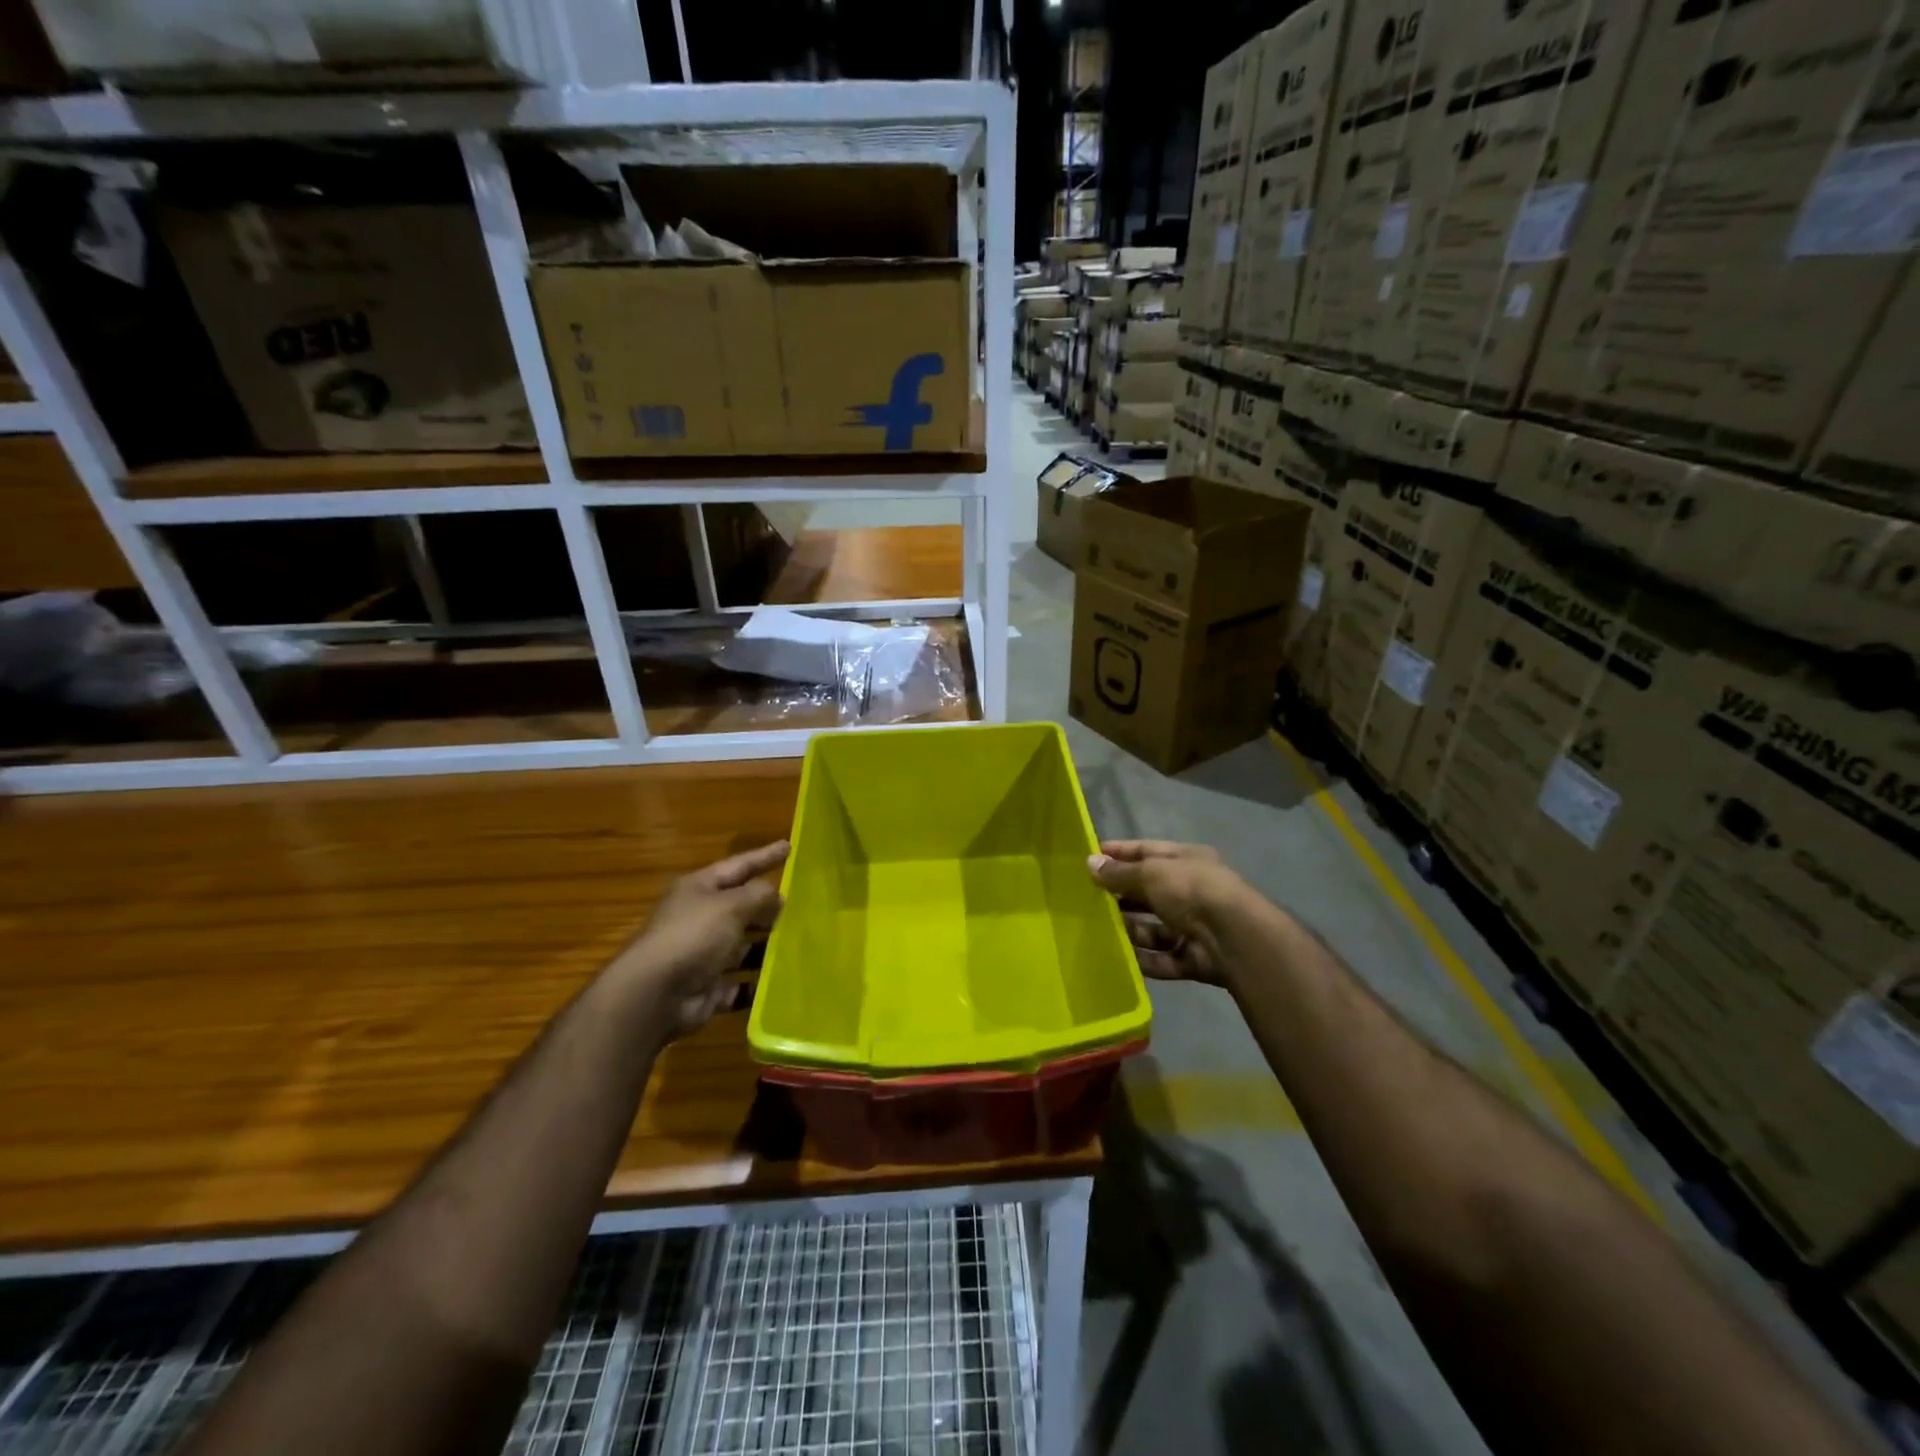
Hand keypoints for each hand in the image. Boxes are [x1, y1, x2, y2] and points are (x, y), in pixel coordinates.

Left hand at [616, 840, 787, 1036]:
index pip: (738, 866)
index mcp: (699, 889)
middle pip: (740, 907)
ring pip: (742, 947)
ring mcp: (702, 955)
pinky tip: (783, 982)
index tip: (789, 846)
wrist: (655, 994)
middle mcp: (699, 918)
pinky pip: (739, 984)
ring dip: (767, 946)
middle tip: (803, 902)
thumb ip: (759, 894)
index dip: (764, 856)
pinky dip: (757, 984)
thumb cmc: (693, 935)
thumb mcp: (731, 904)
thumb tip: (776, 893)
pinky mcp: (707, 988)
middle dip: (768, 906)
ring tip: (801, 943)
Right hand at [1086, 839, 1242, 987]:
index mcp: (1187, 861)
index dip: (1119, 853)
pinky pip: (1162, 958)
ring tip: (1096, 931)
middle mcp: (1191, 891)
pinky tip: (1117, 958)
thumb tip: (1089, 863)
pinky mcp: (1194, 959)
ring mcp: (1194, 927)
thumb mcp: (1151, 873)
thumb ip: (1119, 872)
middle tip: (1085, 900)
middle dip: (1120, 895)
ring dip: (1129, 929)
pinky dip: (1143, 959)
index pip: (1147, 852)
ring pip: (1153, 928)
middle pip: (1149, 892)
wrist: (1235, 938)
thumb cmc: (1191, 890)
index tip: (1089, 857)